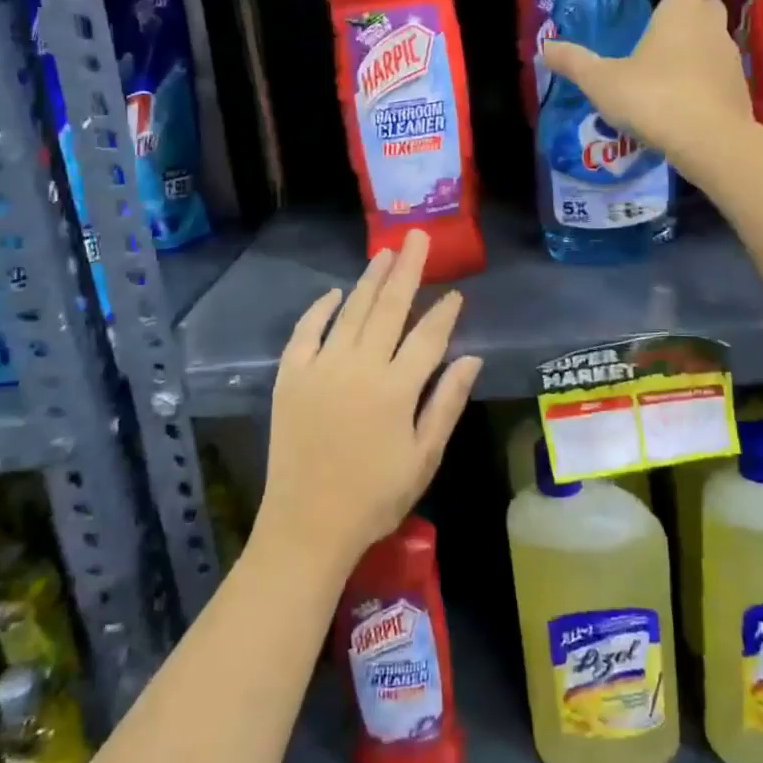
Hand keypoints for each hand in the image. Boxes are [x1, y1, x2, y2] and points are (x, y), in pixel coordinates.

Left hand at [257, 229, 482, 574]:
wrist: (307, 525)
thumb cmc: (374, 497)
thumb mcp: (424, 457)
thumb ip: (447, 403)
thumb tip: (472, 357)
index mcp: (396, 389)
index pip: (428, 337)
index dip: (445, 312)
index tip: (456, 292)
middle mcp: (359, 368)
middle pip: (389, 308)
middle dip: (407, 270)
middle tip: (416, 237)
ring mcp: (321, 368)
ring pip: (351, 312)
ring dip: (370, 280)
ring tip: (385, 252)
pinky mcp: (290, 377)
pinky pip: (305, 332)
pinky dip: (320, 309)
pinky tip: (334, 293)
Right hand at [543, 0, 754, 177]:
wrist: (709, 140)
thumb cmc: (653, 98)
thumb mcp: (602, 82)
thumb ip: (575, 62)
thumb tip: (544, 47)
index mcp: (680, 13)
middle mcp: (710, 27)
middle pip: (707, 4)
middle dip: (691, 7)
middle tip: (667, 21)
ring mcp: (730, 58)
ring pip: (716, 39)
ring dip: (699, 43)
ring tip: (673, 62)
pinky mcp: (739, 88)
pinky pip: (721, 72)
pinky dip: (706, 75)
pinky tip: (687, 95)